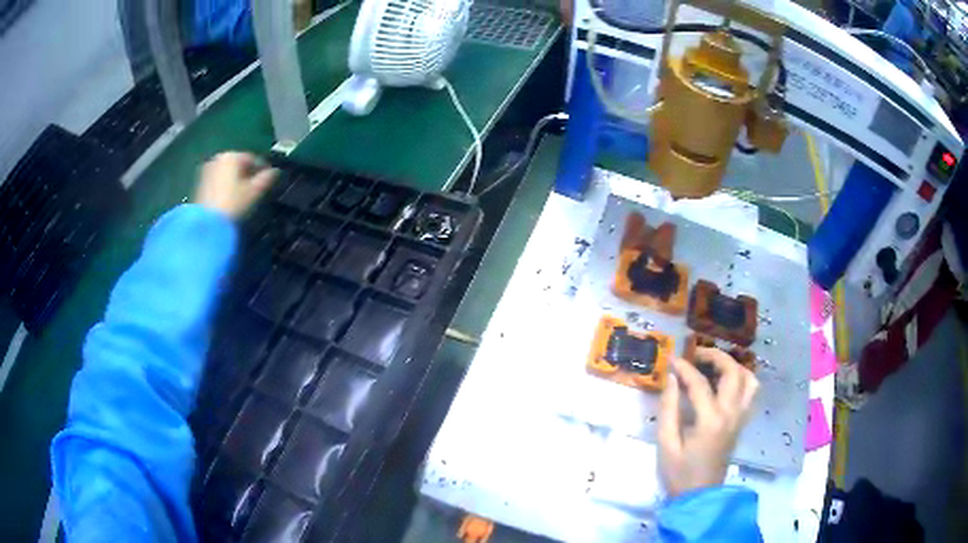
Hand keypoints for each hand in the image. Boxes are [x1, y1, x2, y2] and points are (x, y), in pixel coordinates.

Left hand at [194, 152, 276, 219]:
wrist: (207, 224)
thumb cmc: (233, 204)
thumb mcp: (255, 191)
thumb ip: (267, 178)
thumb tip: (275, 171)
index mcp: (233, 156)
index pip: (253, 158)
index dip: (263, 169)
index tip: (269, 180)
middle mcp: (219, 158)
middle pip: (238, 164)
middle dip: (247, 174)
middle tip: (256, 188)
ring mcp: (207, 170)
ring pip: (227, 172)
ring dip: (236, 180)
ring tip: (243, 194)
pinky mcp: (199, 183)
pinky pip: (218, 180)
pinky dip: (225, 185)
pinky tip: (229, 198)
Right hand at [658, 348, 759, 496]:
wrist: (700, 496)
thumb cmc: (679, 473)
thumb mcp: (666, 443)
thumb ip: (669, 409)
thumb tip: (672, 379)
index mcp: (711, 420)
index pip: (700, 383)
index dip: (685, 368)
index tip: (672, 359)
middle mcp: (731, 413)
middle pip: (733, 372)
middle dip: (715, 356)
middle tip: (696, 355)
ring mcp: (740, 418)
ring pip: (749, 379)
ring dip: (733, 366)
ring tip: (714, 365)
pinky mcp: (742, 423)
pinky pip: (750, 392)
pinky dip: (741, 379)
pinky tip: (725, 383)